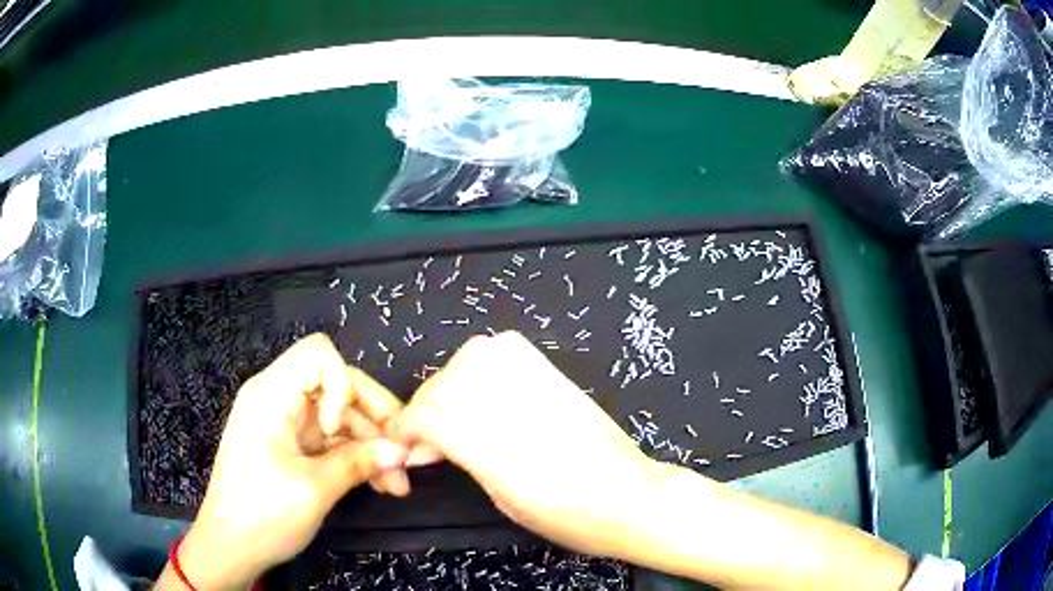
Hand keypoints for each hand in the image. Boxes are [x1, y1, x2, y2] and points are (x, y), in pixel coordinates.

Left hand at [160, 334, 411, 589]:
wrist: (230, 548)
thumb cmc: (263, 514)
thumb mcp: (314, 490)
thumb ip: (359, 463)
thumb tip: (403, 450)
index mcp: (271, 395)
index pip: (318, 355)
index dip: (342, 385)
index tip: (341, 431)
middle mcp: (277, 399)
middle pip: (336, 386)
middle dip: (373, 418)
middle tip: (406, 456)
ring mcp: (285, 424)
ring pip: (339, 417)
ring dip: (371, 445)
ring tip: (398, 484)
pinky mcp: (291, 446)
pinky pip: (330, 440)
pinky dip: (355, 457)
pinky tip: (379, 483)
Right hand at [391, 331, 658, 557]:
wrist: (630, 497)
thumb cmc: (570, 519)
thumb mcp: (506, 501)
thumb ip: (465, 461)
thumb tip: (427, 445)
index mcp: (500, 452)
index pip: (432, 417)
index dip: (406, 428)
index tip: (401, 444)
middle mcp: (516, 408)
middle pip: (446, 385)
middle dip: (424, 408)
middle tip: (426, 437)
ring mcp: (539, 384)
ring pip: (472, 357)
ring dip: (449, 382)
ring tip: (451, 412)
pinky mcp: (555, 375)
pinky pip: (506, 349)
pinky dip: (482, 362)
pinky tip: (482, 387)